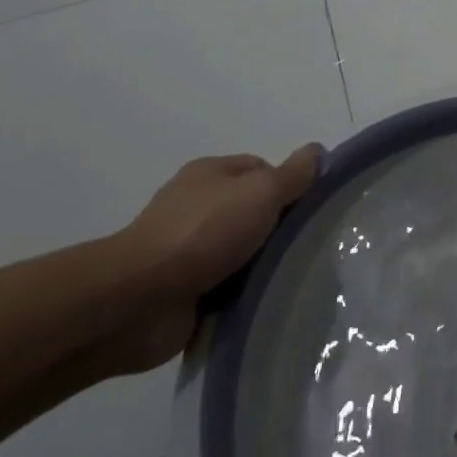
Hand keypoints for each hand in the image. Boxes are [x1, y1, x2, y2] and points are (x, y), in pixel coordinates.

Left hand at [98, 147, 321, 373]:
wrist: (138, 300)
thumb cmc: (204, 232)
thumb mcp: (261, 191)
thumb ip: (293, 174)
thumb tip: (318, 151)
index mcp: (211, 173)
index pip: (262, 170)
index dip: (288, 187)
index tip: (307, 213)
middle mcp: (197, 206)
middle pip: (252, 211)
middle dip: (276, 230)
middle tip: (303, 248)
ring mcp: (185, 250)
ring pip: (239, 252)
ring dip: (259, 267)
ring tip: (288, 281)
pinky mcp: (180, 290)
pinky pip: (223, 288)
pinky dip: (239, 296)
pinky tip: (259, 305)